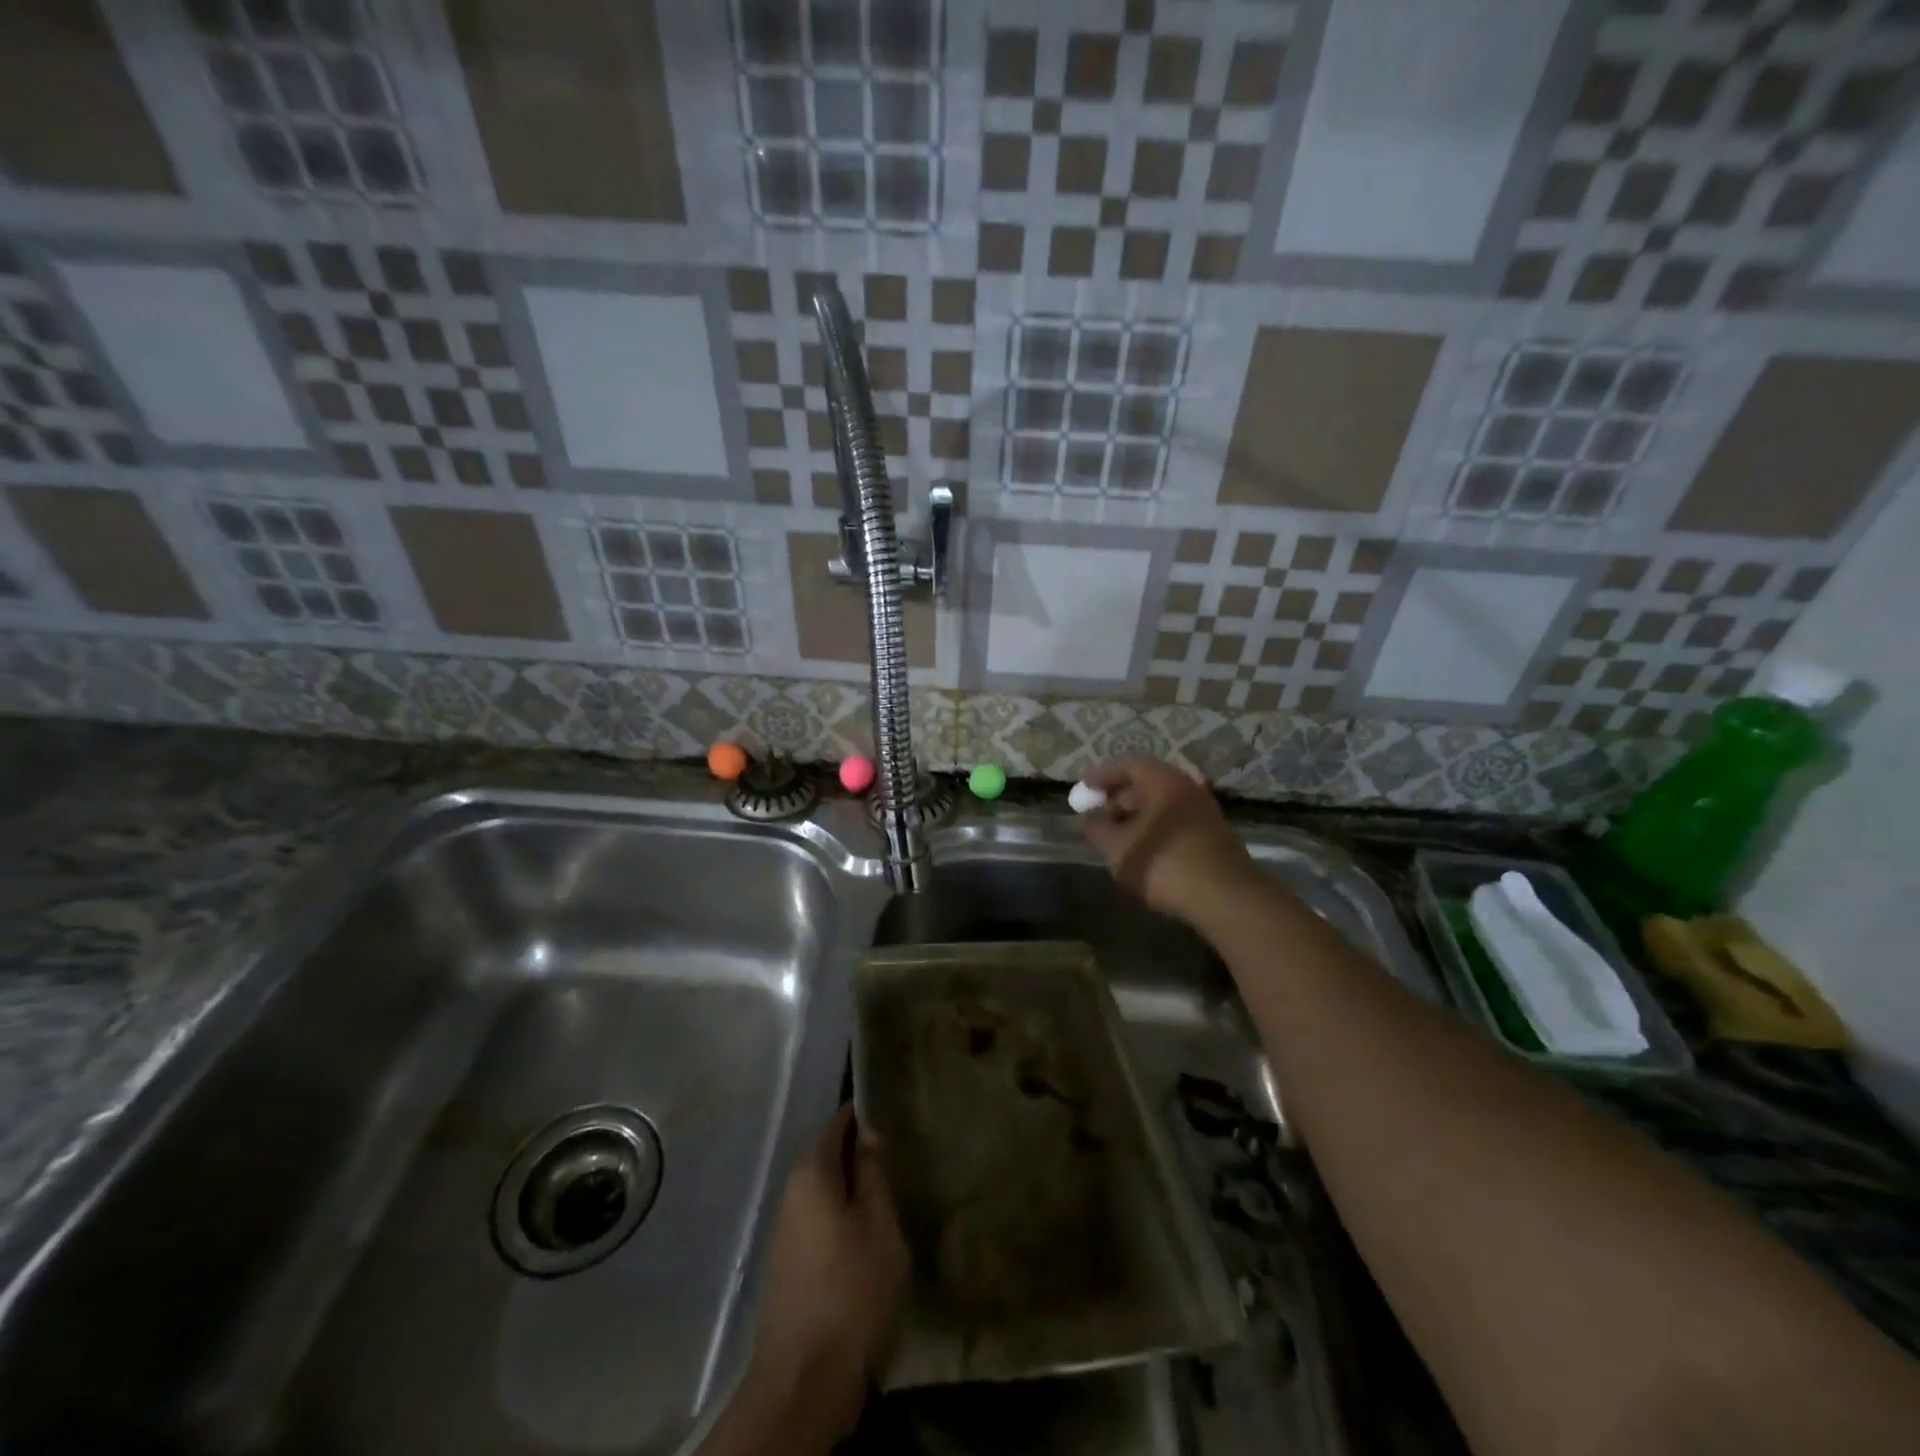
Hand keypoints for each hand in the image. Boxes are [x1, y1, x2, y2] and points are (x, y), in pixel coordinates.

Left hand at [743, 1103, 907, 1441]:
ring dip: (850, 1188)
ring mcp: (784, 1230)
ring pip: (823, 1191)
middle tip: (896, 1154)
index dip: (862, 1114)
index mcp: (811, 1174)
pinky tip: (864, 1233)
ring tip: (886, 1192)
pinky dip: (840, 1216)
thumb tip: (869, 1133)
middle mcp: (790, 1193)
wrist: (804, 1378)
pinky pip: (817, 1220)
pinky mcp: (787, 1263)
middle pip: (827, 1157)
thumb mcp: (878, 1223)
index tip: (890, 1110)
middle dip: (858, 1153)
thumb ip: (873, 1173)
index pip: (837, 1125)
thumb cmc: (851, 1288)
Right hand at [1076, 756, 1261, 924]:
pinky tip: (1143, 848)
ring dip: (1136, 814)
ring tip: (1115, 836)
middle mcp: (1186, 787)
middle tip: (1097, 816)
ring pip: (1162, 802)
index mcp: (1163, 781)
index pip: (1128, 763)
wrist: (1227, 899)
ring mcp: (1204, 810)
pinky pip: (1176, 819)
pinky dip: (1155, 826)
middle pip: (1146, 781)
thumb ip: (1095, 830)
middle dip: (1118, 797)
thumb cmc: (1165, 865)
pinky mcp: (1213, 834)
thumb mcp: (1119, 850)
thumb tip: (1080, 820)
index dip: (1101, 775)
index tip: (1082, 790)